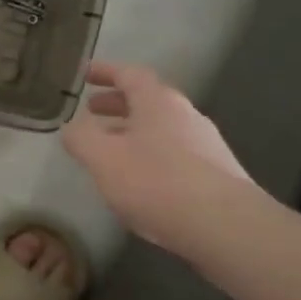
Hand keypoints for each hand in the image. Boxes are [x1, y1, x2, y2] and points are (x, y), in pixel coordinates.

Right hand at [62, 61, 255, 254]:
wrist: (228, 228)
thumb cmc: (158, 183)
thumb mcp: (103, 159)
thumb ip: (81, 138)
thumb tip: (73, 127)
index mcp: (158, 102)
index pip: (129, 74)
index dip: (105, 72)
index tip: (85, 74)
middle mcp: (185, 115)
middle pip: (147, 101)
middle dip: (117, 104)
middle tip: (92, 111)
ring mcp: (206, 145)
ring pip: (161, 129)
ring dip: (133, 132)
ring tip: (111, 151)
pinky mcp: (217, 175)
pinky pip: (175, 154)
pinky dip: (151, 156)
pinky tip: (141, 182)